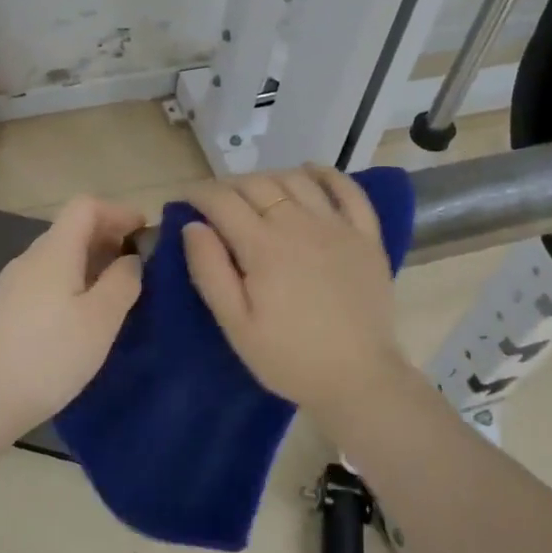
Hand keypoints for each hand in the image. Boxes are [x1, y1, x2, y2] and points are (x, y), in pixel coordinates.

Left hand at [0, 195, 144, 435]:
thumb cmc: (47, 356)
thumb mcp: (100, 320)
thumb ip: (123, 282)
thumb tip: (131, 259)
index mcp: (54, 251)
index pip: (85, 206)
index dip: (118, 212)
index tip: (146, 234)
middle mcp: (29, 259)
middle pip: (71, 231)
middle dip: (109, 240)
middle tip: (139, 268)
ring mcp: (11, 286)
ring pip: (58, 259)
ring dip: (91, 266)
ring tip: (116, 297)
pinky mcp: (3, 312)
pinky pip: (45, 283)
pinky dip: (72, 286)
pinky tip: (82, 321)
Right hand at [182, 165, 411, 417]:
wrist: (359, 379)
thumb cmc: (288, 357)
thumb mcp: (236, 325)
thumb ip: (210, 271)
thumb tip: (193, 226)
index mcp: (264, 246)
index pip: (223, 201)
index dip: (199, 193)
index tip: (184, 198)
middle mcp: (300, 224)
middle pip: (257, 184)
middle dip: (229, 185)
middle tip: (215, 202)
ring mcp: (338, 226)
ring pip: (296, 180)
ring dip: (269, 177)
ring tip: (254, 191)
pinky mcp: (366, 236)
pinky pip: (349, 190)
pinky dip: (326, 174)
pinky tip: (309, 172)